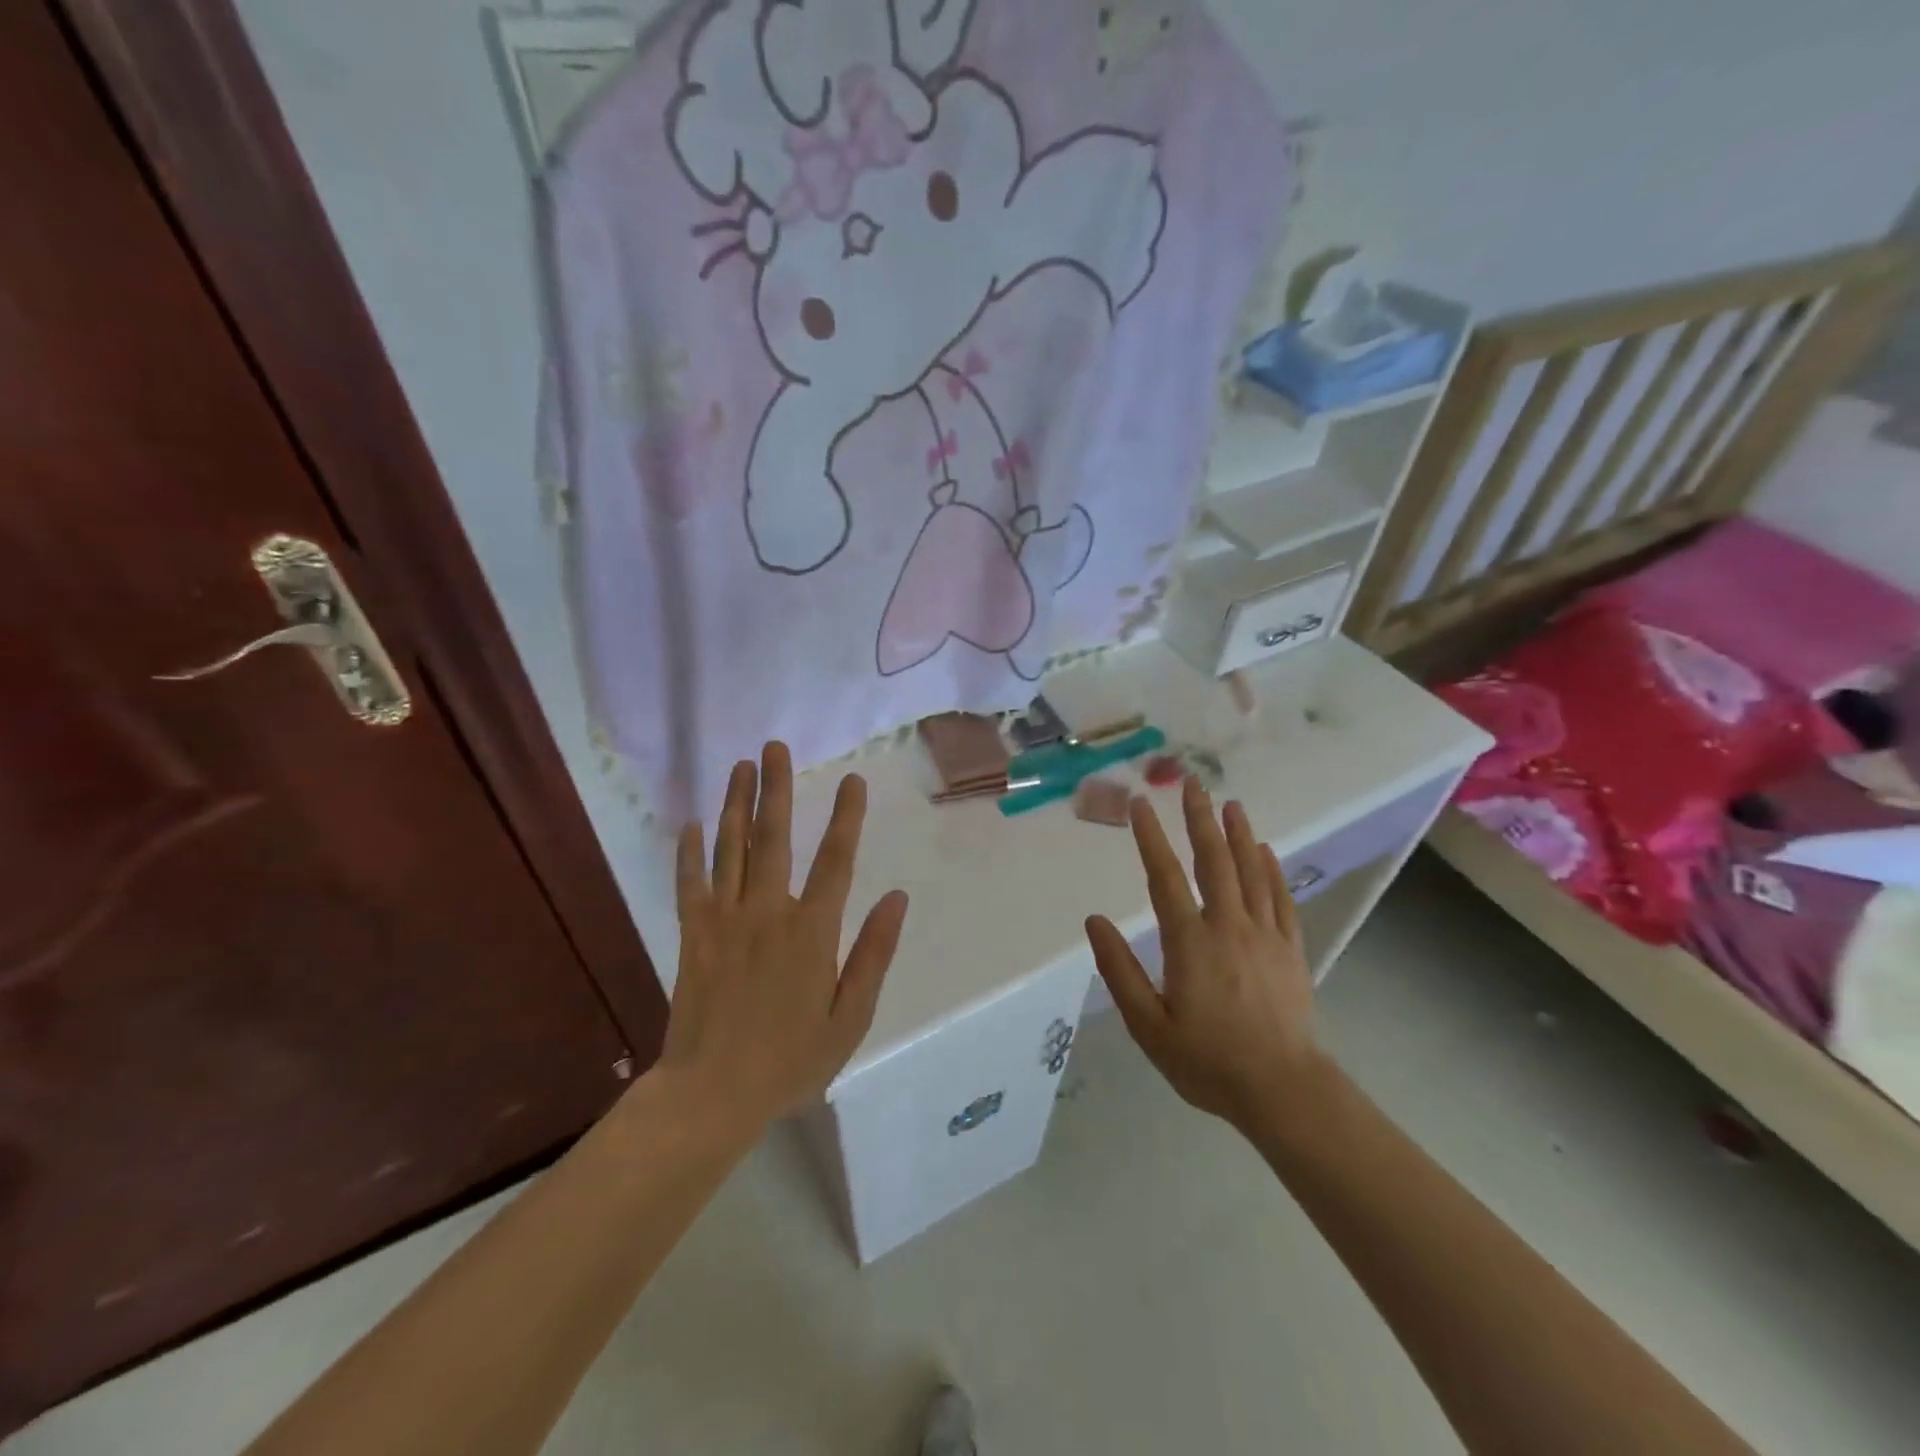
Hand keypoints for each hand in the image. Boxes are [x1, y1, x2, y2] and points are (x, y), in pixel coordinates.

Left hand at [661, 742, 909, 1140]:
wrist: (711, 1095)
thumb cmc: (790, 1060)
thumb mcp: (850, 1018)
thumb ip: (873, 954)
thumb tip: (897, 898)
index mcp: (812, 931)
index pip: (835, 860)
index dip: (846, 816)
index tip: (853, 780)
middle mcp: (768, 912)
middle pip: (774, 837)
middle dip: (776, 788)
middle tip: (774, 747)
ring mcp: (725, 920)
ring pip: (732, 849)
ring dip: (737, 804)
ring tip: (740, 766)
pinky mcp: (693, 934)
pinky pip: (690, 884)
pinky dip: (689, 852)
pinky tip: (691, 823)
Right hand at [1086, 778, 1317, 1130]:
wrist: (1282, 1090)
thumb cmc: (1207, 1061)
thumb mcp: (1148, 1025)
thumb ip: (1119, 970)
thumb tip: (1094, 922)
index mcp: (1190, 942)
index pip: (1165, 877)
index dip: (1150, 838)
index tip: (1140, 804)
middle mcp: (1228, 926)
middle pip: (1213, 861)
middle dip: (1200, 819)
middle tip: (1192, 783)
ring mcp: (1264, 935)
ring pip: (1251, 872)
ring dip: (1239, 834)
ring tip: (1230, 803)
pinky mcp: (1291, 949)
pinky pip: (1281, 898)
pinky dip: (1272, 870)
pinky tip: (1266, 850)